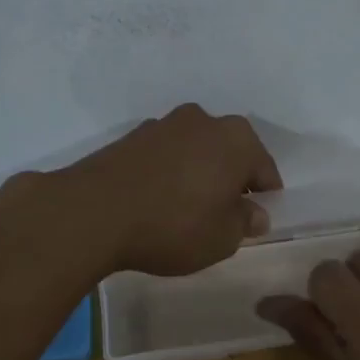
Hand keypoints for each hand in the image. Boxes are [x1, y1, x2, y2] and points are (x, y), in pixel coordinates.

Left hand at [64, 105, 281, 275]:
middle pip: (229, 153)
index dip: (265, 198)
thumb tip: (254, 213)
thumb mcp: (222, 238)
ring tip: (186, 209)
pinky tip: (158, 200)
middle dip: (231, 180)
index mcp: (237, 139)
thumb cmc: (174, 225)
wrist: (94, 212)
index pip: (265, 170)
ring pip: (196, 151)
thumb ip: (244, 223)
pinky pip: (165, 156)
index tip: (255, 221)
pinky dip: (169, 173)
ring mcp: (164, 124)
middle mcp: (204, 121)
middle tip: (223, 214)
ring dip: (198, 173)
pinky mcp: (132, 136)